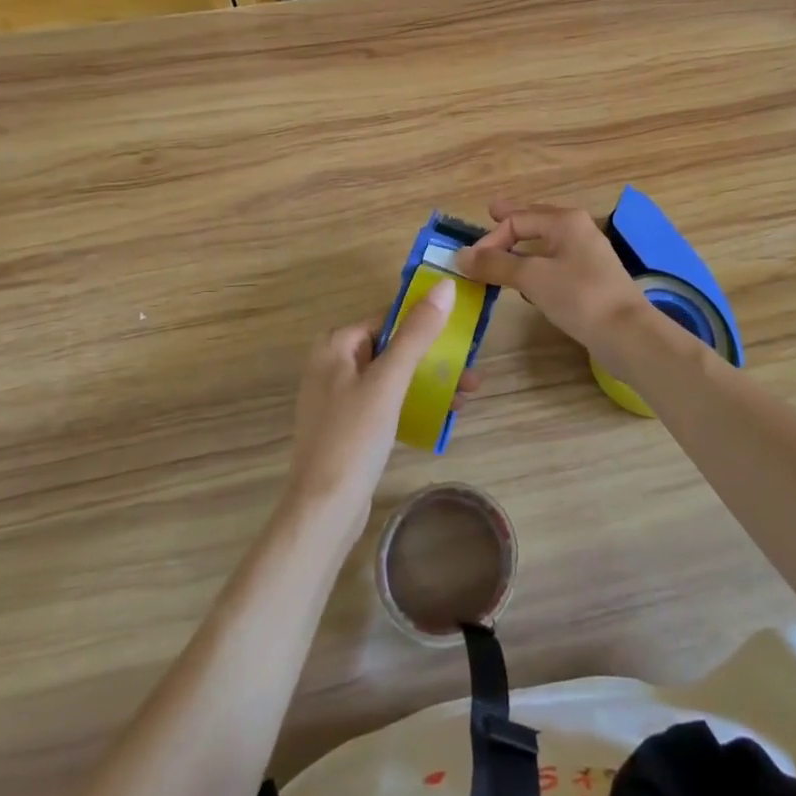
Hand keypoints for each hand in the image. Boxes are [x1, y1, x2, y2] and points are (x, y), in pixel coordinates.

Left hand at [285, 279, 472, 543]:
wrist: (323, 510)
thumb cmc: (354, 437)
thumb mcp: (389, 381)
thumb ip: (416, 333)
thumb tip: (444, 285)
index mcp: (335, 346)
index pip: (387, 319)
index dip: (425, 323)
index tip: (462, 333)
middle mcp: (332, 365)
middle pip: (393, 348)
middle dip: (434, 358)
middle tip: (471, 372)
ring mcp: (339, 398)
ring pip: (393, 376)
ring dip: (430, 381)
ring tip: (467, 395)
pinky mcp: (348, 426)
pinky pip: (387, 402)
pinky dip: (413, 403)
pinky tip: (443, 415)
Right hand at [455, 201, 656, 357]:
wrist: (627, 333)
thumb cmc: (578, 296)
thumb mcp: (532, 277)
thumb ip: (496, 264)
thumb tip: (460, 255)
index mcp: (565, 220)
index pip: (517, 219)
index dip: (491, 238)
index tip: (471, 262)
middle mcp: (577, 230)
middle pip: (536, 220)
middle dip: (512, 221)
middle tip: (491, 212)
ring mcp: (587, 254)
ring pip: (546, 242)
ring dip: (523, 245)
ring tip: (504, 247)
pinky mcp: (590, 279)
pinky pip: (555, 262)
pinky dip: (537, 265)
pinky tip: (528, 280)